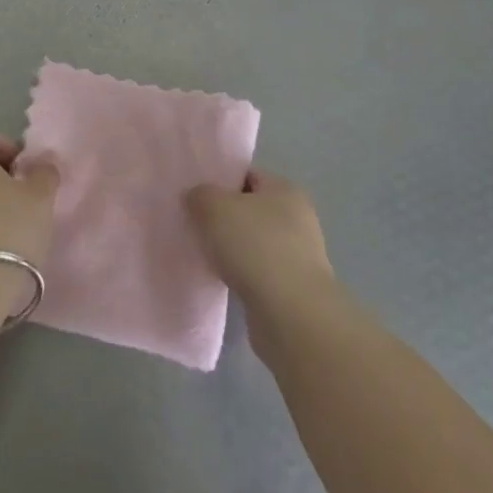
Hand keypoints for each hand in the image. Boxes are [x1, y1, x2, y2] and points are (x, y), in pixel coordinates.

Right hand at [186, 170, 335, 337]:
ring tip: (203, 257)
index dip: (221, 181)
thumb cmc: (256, 247)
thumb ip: (200, 195)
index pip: (248, 176)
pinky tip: (221, 282)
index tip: (195, 196)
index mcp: (285, 190)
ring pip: (253, 244)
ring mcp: (298, 256)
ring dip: (231, 251)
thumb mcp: (215, 208)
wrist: (291, 316)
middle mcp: (297, 219)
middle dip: (223, 219)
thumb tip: (196, 197)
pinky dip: (241, 276)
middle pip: (251, 210)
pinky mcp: (292, 290)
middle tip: (194, 225)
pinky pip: (258, 274)